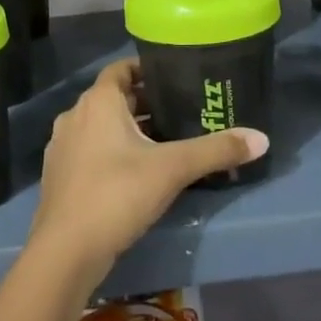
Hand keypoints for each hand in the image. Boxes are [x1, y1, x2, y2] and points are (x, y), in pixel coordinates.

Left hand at [32, 59, 267, 283]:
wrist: (65, 251)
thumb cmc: (117, 195)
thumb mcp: (172, 169)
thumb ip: (216, 151)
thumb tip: (262, 138)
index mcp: (98, 102)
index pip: (122, 69)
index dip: (147, 68)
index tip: (176, 76)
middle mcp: (75, 116)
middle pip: (114, 98)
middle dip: (146, 102)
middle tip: (182, 111)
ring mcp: (63, 147)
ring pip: (101, 126)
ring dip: (129, 129)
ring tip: (165, 142)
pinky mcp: (59, 175)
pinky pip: (90, 150)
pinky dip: (112, 151)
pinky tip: (137, 173)